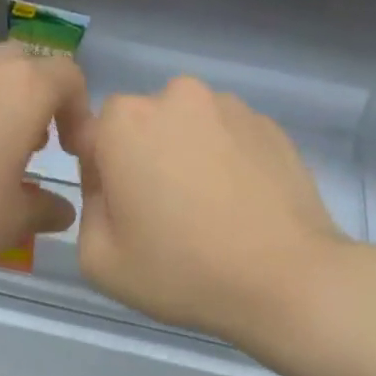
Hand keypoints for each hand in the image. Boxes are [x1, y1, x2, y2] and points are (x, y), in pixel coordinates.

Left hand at [0, 43, 89, 281]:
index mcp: (24, 89)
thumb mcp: (14, 219)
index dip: (79, 111)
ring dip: (3, 100)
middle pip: (27, 64)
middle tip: (36, 142)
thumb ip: (46, 209)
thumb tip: (62, 210)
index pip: (69, 76)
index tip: (72, 151)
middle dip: (40, 97)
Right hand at [76, 76, 350, 343]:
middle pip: (145, 125)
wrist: (286, 278)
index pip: (94, 136)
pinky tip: (243, 204)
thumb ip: (88, 208)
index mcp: (125, 121)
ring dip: (189, 155)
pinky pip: (231, 137)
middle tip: (167, 212)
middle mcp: (176, 96)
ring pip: (190, 127)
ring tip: (211, 209)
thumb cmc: (183, 270)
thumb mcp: (99, 259)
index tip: (123, 212)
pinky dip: (229, 160)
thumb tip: (110, 185)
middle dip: (146, 158)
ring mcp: (230, 106)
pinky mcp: (270, 124)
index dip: (102, 175)